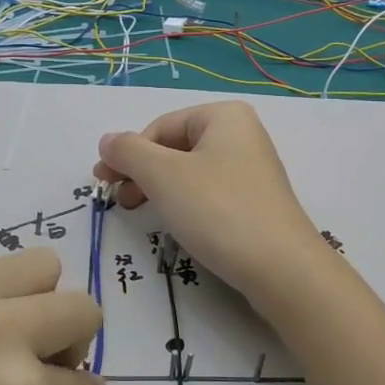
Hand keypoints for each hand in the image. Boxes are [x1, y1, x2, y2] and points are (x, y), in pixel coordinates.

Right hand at [94, 100, 331, 304]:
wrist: (281, 268)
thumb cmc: (218, 210)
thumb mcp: (163, 176)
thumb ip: (128, 152)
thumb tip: (107, 140)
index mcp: (224, 116)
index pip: (160, 127)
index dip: (128, 154)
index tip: (103, 183)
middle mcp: (242, 134)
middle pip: (175, 147)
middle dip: (142, 172)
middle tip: (117, 201)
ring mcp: (252, 169)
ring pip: (190, 172)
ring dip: (159, 189)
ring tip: (139, 212)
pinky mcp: (255, 201)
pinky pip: (209, 192)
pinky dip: (185, 203)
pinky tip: (176, 223)